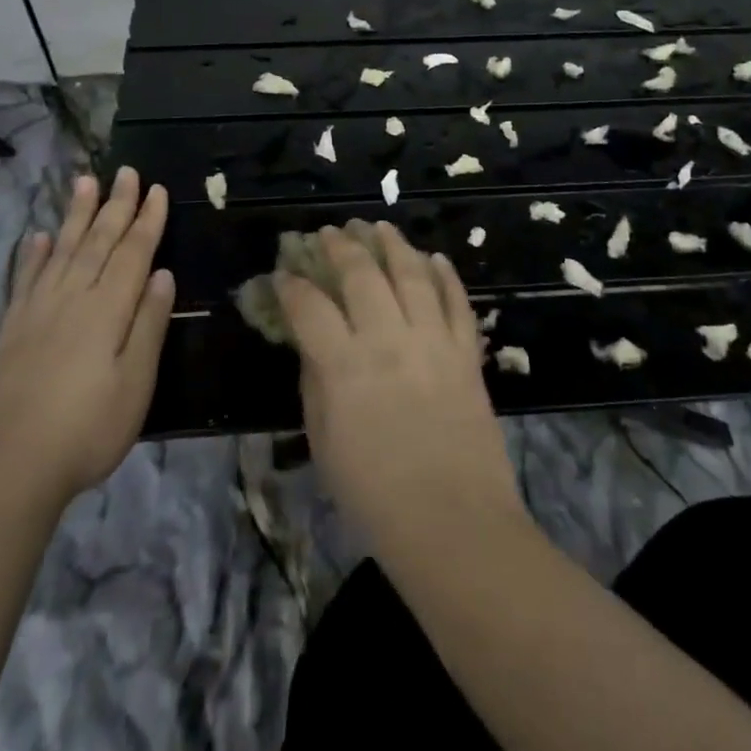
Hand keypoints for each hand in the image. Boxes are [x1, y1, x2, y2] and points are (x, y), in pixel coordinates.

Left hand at [0, 169, 174, 508]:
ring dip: (76, 215)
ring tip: (84, 182)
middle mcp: (73, 297)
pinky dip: (34, 254)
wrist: (7, 467)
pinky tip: (39, 236)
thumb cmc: (86, 429)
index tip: (158, 189)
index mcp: (108, 309)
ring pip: (63, 249)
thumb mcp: (135, 383)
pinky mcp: (12, 328)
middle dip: (115, 204)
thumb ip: (148, 325)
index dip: (148, 220)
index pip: (133, 253)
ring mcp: (38, 310)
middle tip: (125, 171)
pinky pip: (26, 278)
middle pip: (98, 241)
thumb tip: (163, 274)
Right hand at [278, 222, 524, 555]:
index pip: (309, 307)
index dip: (291, 285)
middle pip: (362, 274)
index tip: (283, 274)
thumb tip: (314, 346)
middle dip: (340, 247)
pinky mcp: (467, 352)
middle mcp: (388, 339)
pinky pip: (458, 301)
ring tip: (377, 225)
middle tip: (329, 233)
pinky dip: (446, 275)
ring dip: (392, 244)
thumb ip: (316, 385)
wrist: (454, 525)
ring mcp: (433, 341)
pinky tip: (435, 257)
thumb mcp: (325, 444)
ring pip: (412, 274)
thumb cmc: (375, 497)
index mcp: (344, 366)